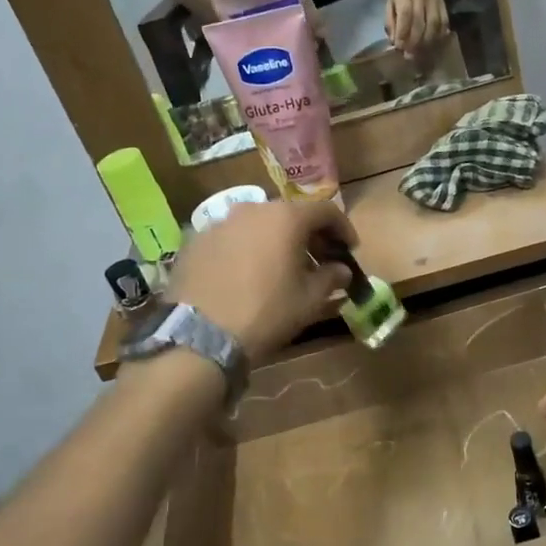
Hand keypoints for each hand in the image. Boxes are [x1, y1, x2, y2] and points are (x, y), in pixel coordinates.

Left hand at [164, 199, 354, 360]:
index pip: (325, 211)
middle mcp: (252, 209)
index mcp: (286, 218)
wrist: (201, 336)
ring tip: (280, 268)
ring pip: (258, 224)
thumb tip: (341, 269)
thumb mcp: (309, 299)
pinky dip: (246, 249)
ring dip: (275, 240)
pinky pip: (231, 238)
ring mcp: (219, 223)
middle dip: (308, 235)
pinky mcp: (195, 241)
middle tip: (318, 260)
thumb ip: (330, 277)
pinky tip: (246, 275)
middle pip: (290, 214)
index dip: (343, 229)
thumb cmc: (266, 312)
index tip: (349, 249)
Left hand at [386, 0, 448, 57]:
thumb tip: (393, 41)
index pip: (405, 15)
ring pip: (434, 25)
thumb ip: (390, 21)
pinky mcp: (444, 6)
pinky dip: (440, 36)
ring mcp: (435, 2)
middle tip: (410, 56)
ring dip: (427, 42)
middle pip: (420, 22)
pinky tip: (434, 45)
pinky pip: (444, 23)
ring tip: (421, 53)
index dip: (402, 32)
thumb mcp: (390, 1)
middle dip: (414, 42)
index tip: (399, 47)